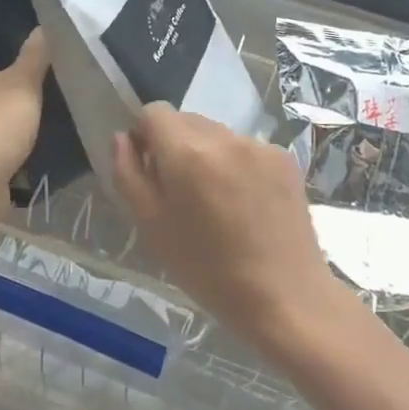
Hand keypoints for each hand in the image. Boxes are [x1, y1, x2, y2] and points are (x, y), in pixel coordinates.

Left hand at [0, 30, 49, 227]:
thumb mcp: (23, 82)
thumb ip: (35, 56)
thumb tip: (44, 27)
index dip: (7, 71)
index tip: (33, 79)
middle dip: (9, 103)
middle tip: (43, 105)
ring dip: (8, 131)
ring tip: (42, 131)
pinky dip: (6, 155)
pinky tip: (30, 157)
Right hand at [113, 104, 342, 361]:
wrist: (286, 298)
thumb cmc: (208, 270)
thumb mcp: (151, 227)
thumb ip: (128, 174)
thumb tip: (123, 138)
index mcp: (187, 153)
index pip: (154, 112)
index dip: (144, 134)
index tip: (149, 168)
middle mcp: (224, 137)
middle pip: (186, 121)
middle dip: (175, 145)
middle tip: (181, 192)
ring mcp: (259, 146)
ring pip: (217, 135)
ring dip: (207, 155)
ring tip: (216, 202)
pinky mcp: (286, 159)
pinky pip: (246, 149)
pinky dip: (237, 165)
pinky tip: (246, 204)